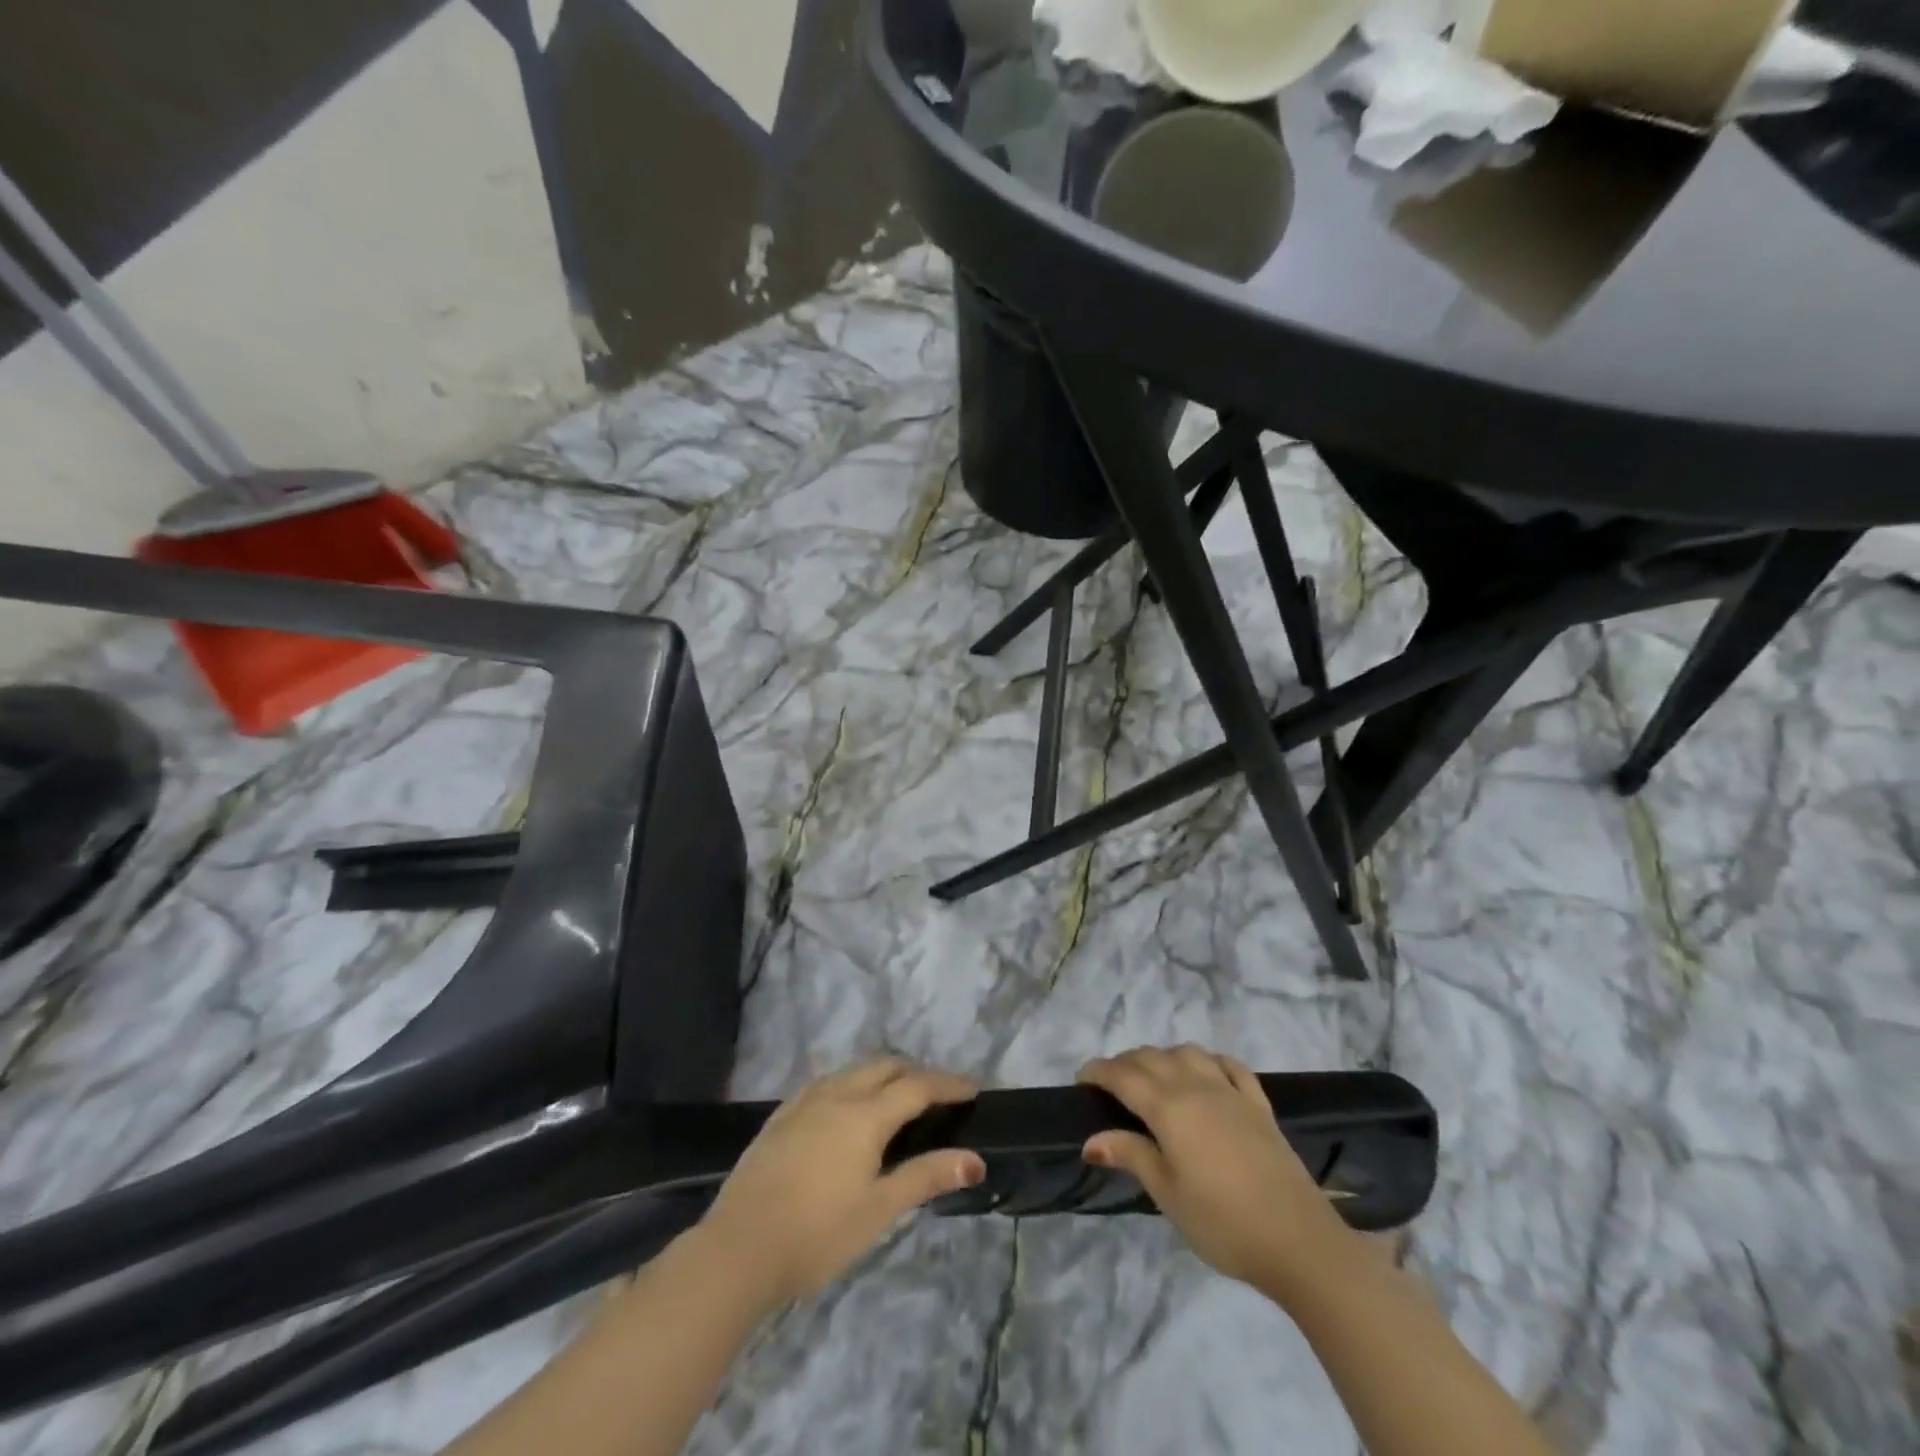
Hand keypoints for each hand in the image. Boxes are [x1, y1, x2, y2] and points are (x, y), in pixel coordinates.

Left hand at [698, 1057, 985, 1306]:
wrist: (737, 1250)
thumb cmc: (816, 1234)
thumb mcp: (879, 1210)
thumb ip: (926, 1177)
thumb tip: (975, 1160)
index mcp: (865, 1115)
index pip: (917, 1086)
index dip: (948, 1084)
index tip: (972, 1088)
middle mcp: (836, 1094)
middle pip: (885, 1066)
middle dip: (916, 1072)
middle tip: (938, 1094)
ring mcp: (804, 1101)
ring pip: (853, 1070)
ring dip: (883, 1074)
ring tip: (898, 1097)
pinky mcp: (781, 1115)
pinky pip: (827, 1082)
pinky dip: (852, 1083)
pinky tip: (848, 1108)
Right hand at [1078, 1045, 1357, 1300]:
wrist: (1299, 1241)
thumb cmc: (1223, 1222)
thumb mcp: (1168, 1194)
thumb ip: (1131, 1155)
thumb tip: (1091, 1139)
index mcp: (1168, 1107)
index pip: (1123, 1075)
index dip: (1098, 1072)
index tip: (1081, 1080)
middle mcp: (1196, 1086)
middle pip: (1152, 1057)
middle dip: (1125, 1063)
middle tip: (1110, 1085)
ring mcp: (1231, 1092)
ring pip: (1188, 1052)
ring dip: (1164, 1056)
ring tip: (1153, 1077)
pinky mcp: (1259, 1105)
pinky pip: (1230, 1066)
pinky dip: (1209, 1060)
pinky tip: (1206, 1072)